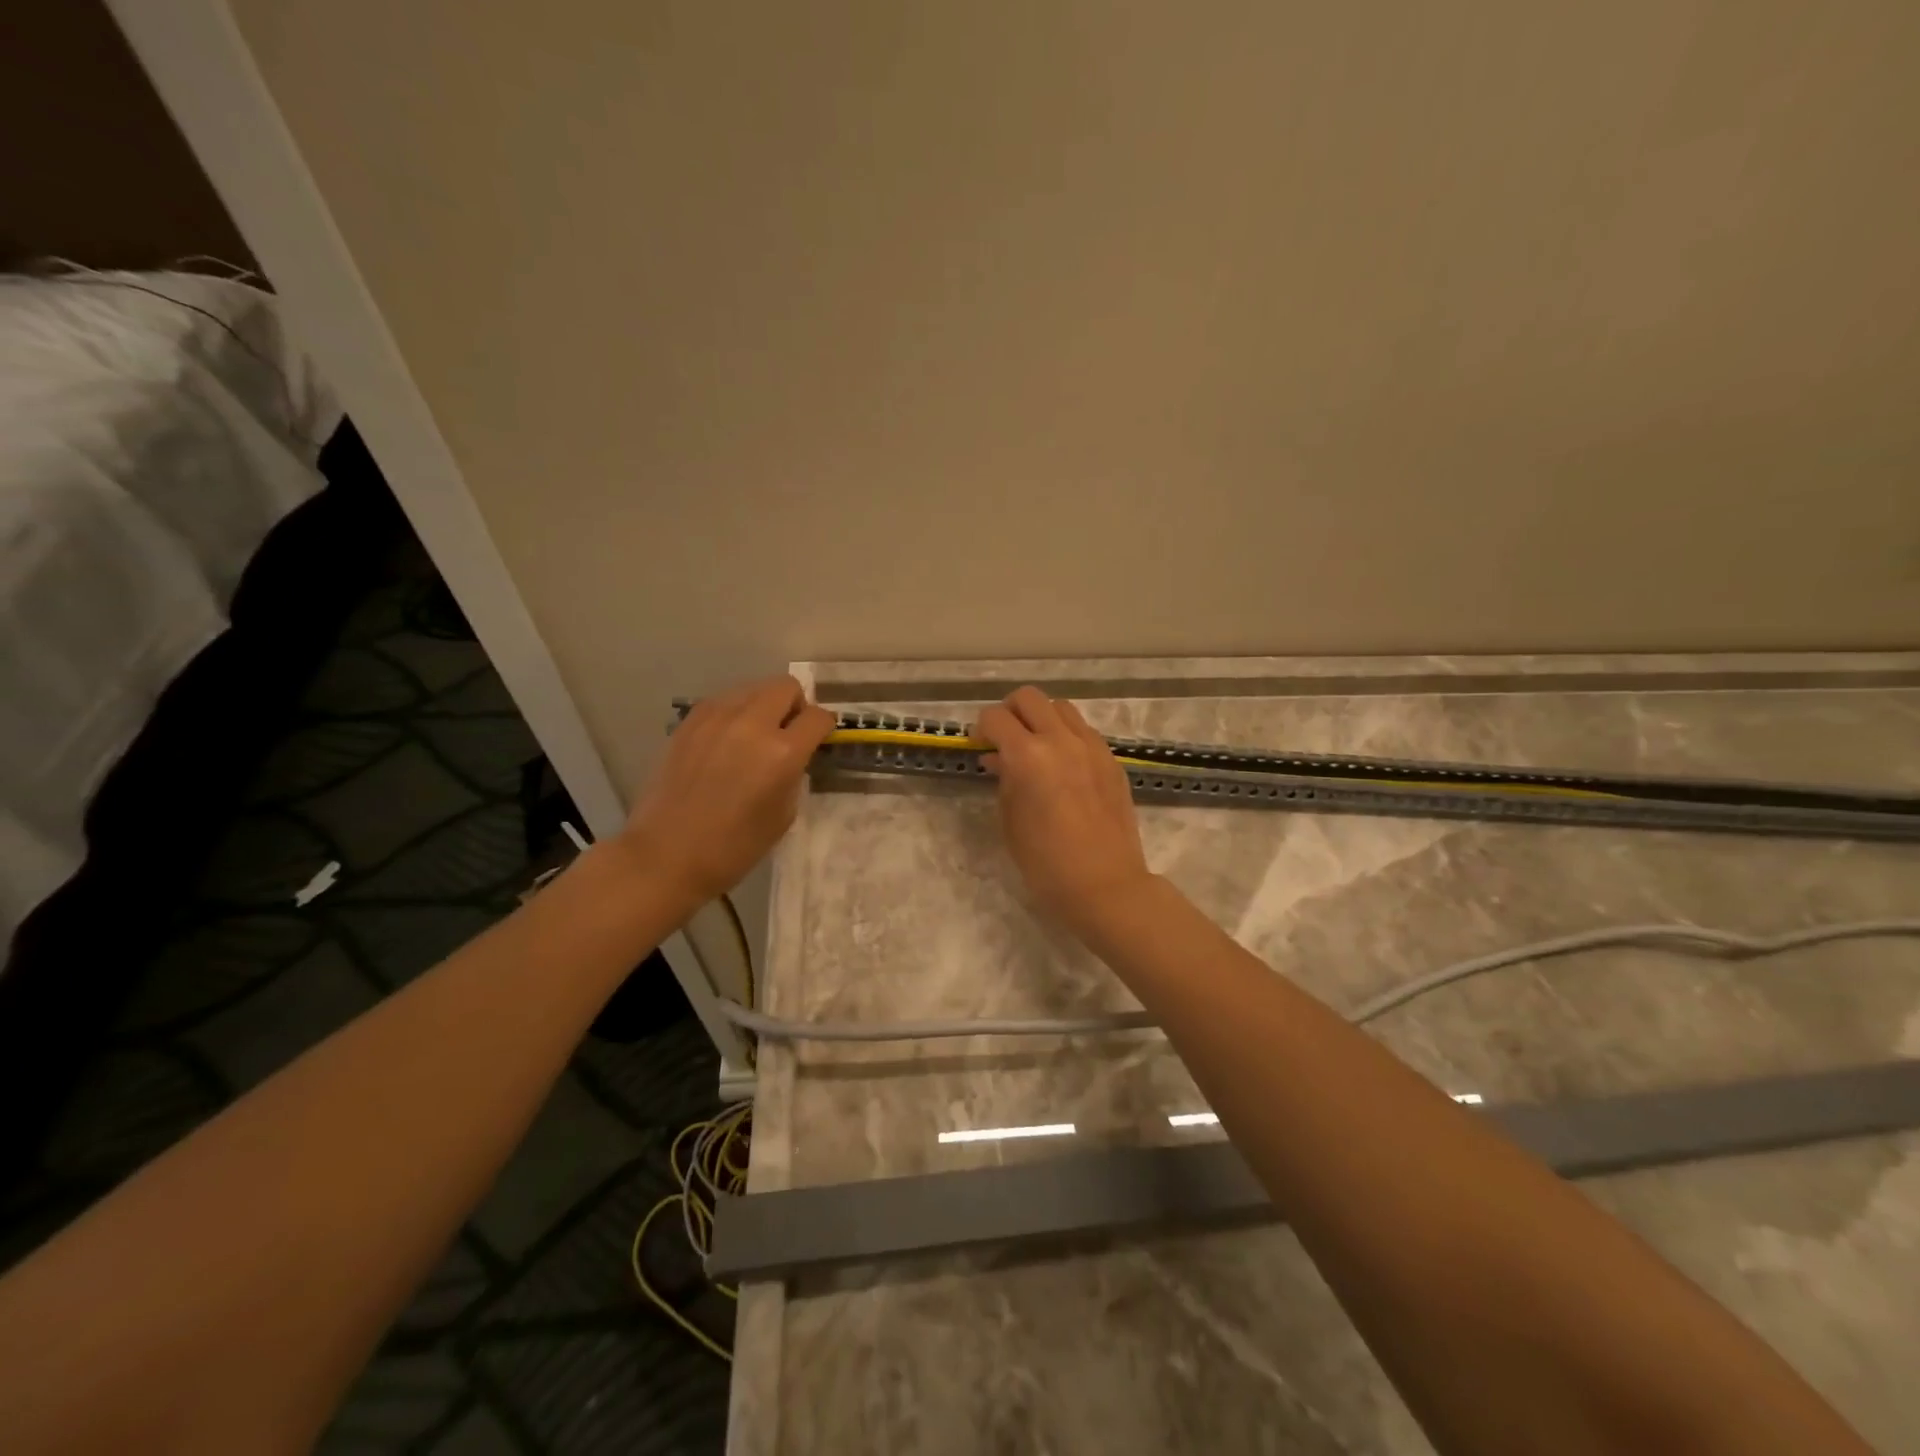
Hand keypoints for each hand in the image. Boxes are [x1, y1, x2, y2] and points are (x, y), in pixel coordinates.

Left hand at [619, 676, 834, 902]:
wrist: (667, 855)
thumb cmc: (734, 847)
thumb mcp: (783, 814)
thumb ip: (794, 773)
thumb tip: (793, 754)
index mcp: (782, 752)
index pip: (817, 717)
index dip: (823, 727)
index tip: (818, 740)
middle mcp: (751, 724)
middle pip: (786, 686)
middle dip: (795, 705)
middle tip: (788, 733)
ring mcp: (716, 718)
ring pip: (753, 687)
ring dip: (764, 705)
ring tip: (754, 736)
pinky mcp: (689, 722)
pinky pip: (723, 701)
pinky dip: (735, 712)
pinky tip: (727, 741)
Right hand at [975, 686, 1152, 937]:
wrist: (1105, 885)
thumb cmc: (1046, 863)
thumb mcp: (1011, 820)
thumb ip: (1004, 780)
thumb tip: (998, 758)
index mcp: (1028, 756)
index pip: (995, 718)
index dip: (981, 728)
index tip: (979, 746)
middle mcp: (1061, 740)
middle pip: (1029, 697)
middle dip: (1010, 712)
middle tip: (1004, 739)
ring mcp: (1091, 747)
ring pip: (1060, 707)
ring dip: (1042, 719)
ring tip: (1036, 748)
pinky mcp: (1111, 760)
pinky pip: (1083, 731)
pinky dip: (1066, 736)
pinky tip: (1063, 766)